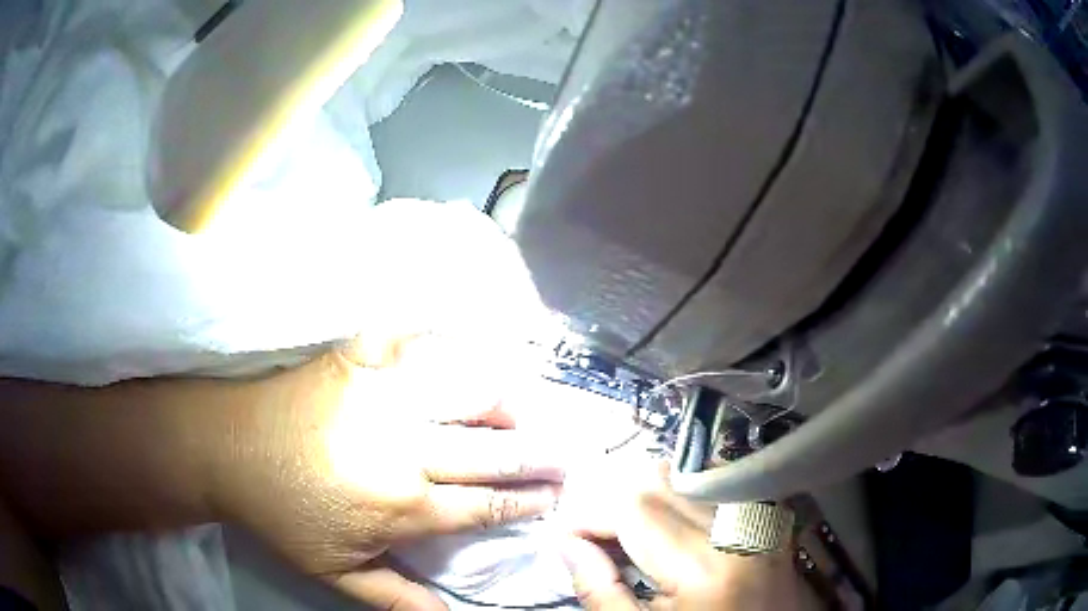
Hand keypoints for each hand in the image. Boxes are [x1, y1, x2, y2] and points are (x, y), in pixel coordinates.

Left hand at [214, 335, 565, 609]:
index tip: (554, 497)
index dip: (526, 503)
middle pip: (492, 451)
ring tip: (524, 409)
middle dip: (537, 456)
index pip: (485, 505)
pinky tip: (464, 342)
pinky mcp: (359, 358)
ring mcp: (383, 394)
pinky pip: (416, 341)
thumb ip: (395, 596)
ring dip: (504, 402)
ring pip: (467, 392)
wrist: (228, 447)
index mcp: (401, 505)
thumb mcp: (334, 571)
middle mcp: (404, 447)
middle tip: (565, 454)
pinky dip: (445, 340)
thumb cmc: (282, 513)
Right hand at [560, 464, 804, 609]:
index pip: (634, 508)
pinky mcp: (770, 517)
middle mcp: (742, 529)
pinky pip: (716, 486)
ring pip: (687, 477)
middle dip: (616, 505)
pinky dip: (683, 498)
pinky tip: (673, 529)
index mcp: (708, 567)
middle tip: (599, 539)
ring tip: (634, 537)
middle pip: (660, 481)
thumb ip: (600, 591)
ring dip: (649, 499)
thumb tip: (566, 543)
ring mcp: (763, 519)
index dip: (589, 516)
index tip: (566, 536)